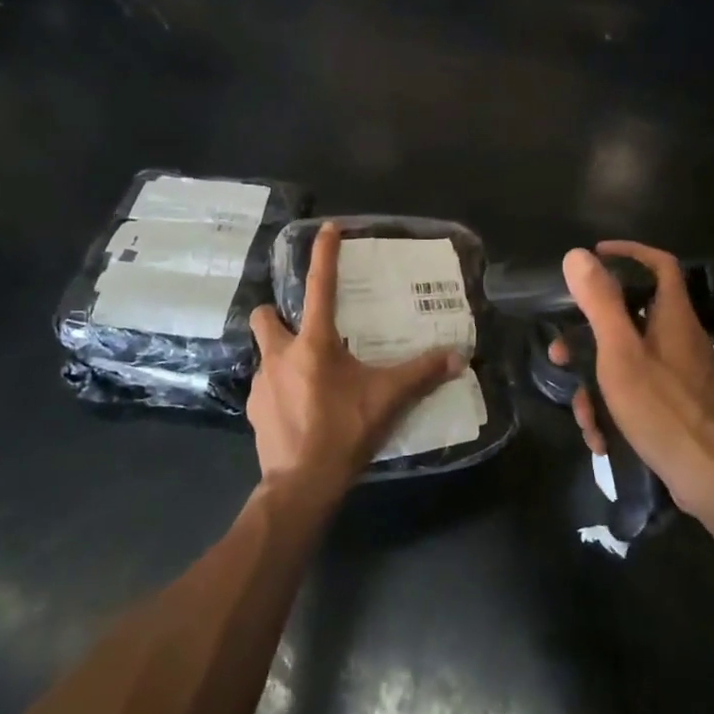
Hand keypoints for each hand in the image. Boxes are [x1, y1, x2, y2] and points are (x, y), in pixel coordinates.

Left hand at [248, 223, 462, 494]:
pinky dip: (281, 389)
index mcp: (312, 343)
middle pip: (265, 315)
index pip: (320, 286)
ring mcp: (261, 383)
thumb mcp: (388, 399)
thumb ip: (422, 374)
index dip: (324, 254)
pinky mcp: (254, 409)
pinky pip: (266, 386)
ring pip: (266, 353)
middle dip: (278, 313)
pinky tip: (301, 408)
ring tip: (310, 376)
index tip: (328, 228)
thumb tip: (459, 357)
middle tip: (304, 327)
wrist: (301, 484)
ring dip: (283, 356)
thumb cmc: (344, 431)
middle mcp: (279, 355)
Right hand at [552, 241, 713, 516]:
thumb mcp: (620, 353)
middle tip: (560, 354)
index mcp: (673, 318)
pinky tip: (602, 439)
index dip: (628, 253)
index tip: (594, 258)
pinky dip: (616, 409)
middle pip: (631, 319)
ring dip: (597, 385)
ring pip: (628, 363)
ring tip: (583, 417)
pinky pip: (639, 393)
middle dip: (589, 338)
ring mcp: (682, 376)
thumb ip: (600, 303)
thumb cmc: (663, 409)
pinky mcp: (680, 407)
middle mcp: (681, 340)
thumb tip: (578, 255)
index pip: (659, 265)